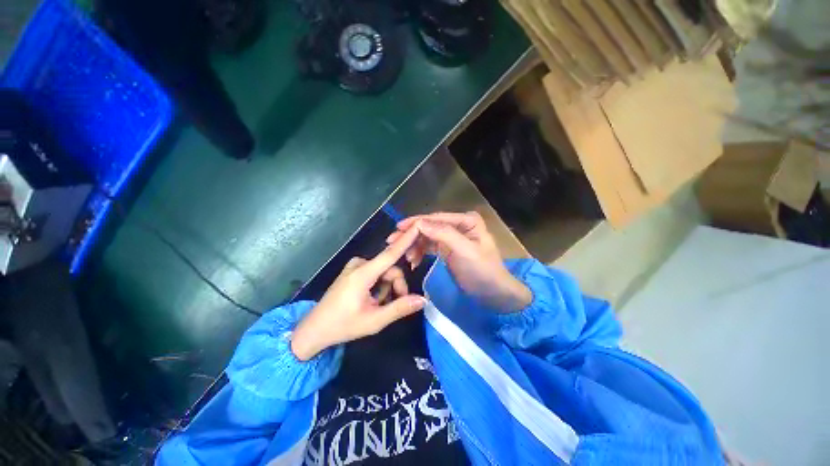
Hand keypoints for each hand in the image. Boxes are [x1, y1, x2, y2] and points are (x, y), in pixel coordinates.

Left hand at [291, 227, 426, 360]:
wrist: (314, 329)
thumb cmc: (343, 325)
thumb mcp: (374, 321)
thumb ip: (399, 308)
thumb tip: (422, 300)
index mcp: (363, 274)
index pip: (390, 253)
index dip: (406, 239)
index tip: (418, 226)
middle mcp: (359, 264)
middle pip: (390, 268)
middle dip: (397, 285)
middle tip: (397, 304)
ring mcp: (354, 267)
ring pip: (384, 271)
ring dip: (388, 287)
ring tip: (379, 305)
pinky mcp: (353, 271)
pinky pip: (375, 272)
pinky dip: (379, 285)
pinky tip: (372, 299)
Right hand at [389, 211, 531, 312]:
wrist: (493, 294)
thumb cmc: (483, 270)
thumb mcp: (465, 251)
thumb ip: (443, 234)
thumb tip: (419, 223)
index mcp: (466, 220)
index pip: (436, 218)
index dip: (416, 222)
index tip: (398, 228)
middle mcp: (457, 225)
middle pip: (430, 227)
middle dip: (412, 235)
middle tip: (392, 242)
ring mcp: (451, 238)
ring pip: (427, 237)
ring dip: (415, 246)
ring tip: (406, 258)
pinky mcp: (446, 250)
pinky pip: (429, 247)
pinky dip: (420, 253)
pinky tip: (413, 261)